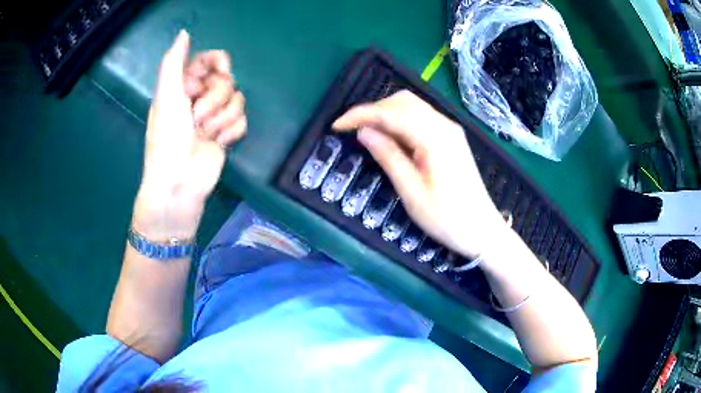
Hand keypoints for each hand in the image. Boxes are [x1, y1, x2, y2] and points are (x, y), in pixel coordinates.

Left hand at [133, 31, 246, 240]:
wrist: (180, 182)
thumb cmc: (168, 138)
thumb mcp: (167, 95)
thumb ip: (174, 61)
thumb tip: (184, 32)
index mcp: (183, 86)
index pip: (211, 60)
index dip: (217, 64)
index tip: (218, 73)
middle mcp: (200, 98)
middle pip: (227, 80)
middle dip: (215, 98)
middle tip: (197, 117)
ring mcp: (214, 116)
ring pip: (237, 100)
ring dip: (221, 118)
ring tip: (205, 134)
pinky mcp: (227, 134)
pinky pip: (242, 120)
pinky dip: (231, 132)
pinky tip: (218, 143)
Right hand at [333, 90, 506, 258]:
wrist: (483, 230)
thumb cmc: (447, 218)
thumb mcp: (412, 192)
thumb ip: (388, 157)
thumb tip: (364, 133)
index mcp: (435, 137)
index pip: (391, 112)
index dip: (361, 114)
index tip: (337, 126)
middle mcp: (444, 125)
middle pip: (403, 101)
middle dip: (373, 110)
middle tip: (351, 130)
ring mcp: (450, 129)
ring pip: (412, 106)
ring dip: (385, 113)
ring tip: (366, 133)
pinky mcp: (451, 137)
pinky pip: (421, 118)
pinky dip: (400, 121)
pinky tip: (389, 137)